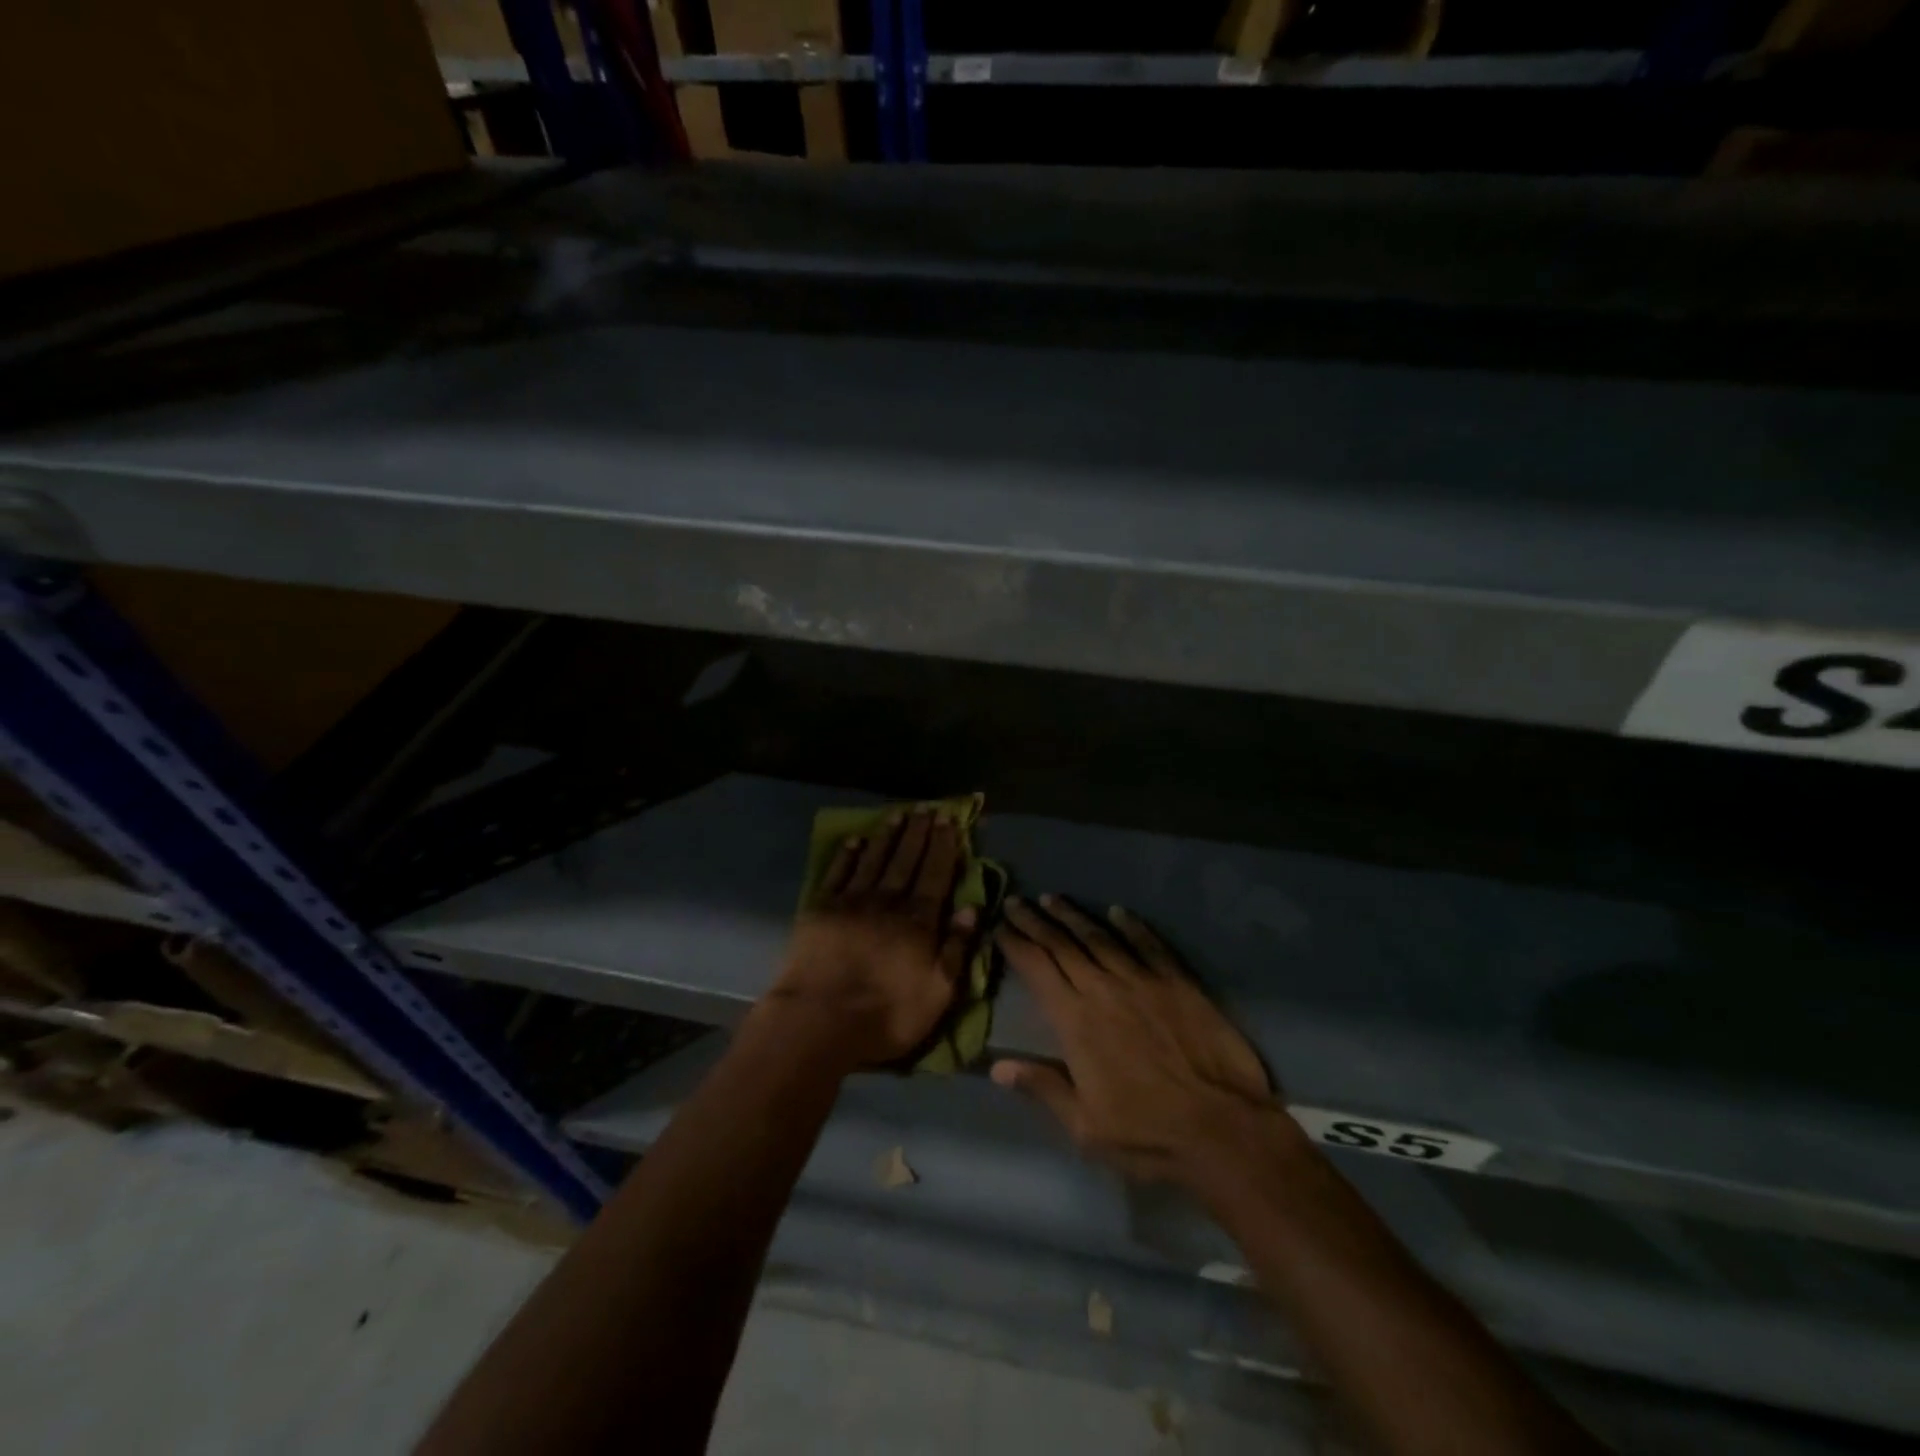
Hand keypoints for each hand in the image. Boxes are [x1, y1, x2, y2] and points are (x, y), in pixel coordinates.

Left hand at [765, 810, 976, 1067]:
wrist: (819, 1021)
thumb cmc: (886, 1015)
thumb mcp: (938, 993)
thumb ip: (957, 948)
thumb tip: (972, 907)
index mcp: (918, 921)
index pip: (936, 874)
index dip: (944, 846)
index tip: (949, 821)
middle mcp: (887, 901)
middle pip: (907, 860)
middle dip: (919, 833)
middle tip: (927, 808)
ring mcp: (851, 902)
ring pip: (874, 859)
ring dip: (888, 836)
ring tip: (898, 814)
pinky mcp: (820, 909)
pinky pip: (838, 873)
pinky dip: (848, 855)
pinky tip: (855, 840)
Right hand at [992, 895, 1286, 1183]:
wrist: (1223, 1130)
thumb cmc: (1148, 1134)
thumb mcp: (1085, 1127)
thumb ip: (1043, 1088)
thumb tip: (997, 1066)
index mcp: (1075, 1021)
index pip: (1036, 969)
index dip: (1015, 944)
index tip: (999, 927)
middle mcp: (1103, 989)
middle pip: (1062, 945)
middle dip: (1035, 921)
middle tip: (1016, 902)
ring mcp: (1143, 981)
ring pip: (1100, 937)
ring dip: (1073, 916)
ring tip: (1053, 899)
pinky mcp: (1178, 982)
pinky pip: (1148, 944)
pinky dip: (1131, 925)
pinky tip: (1117, 912)